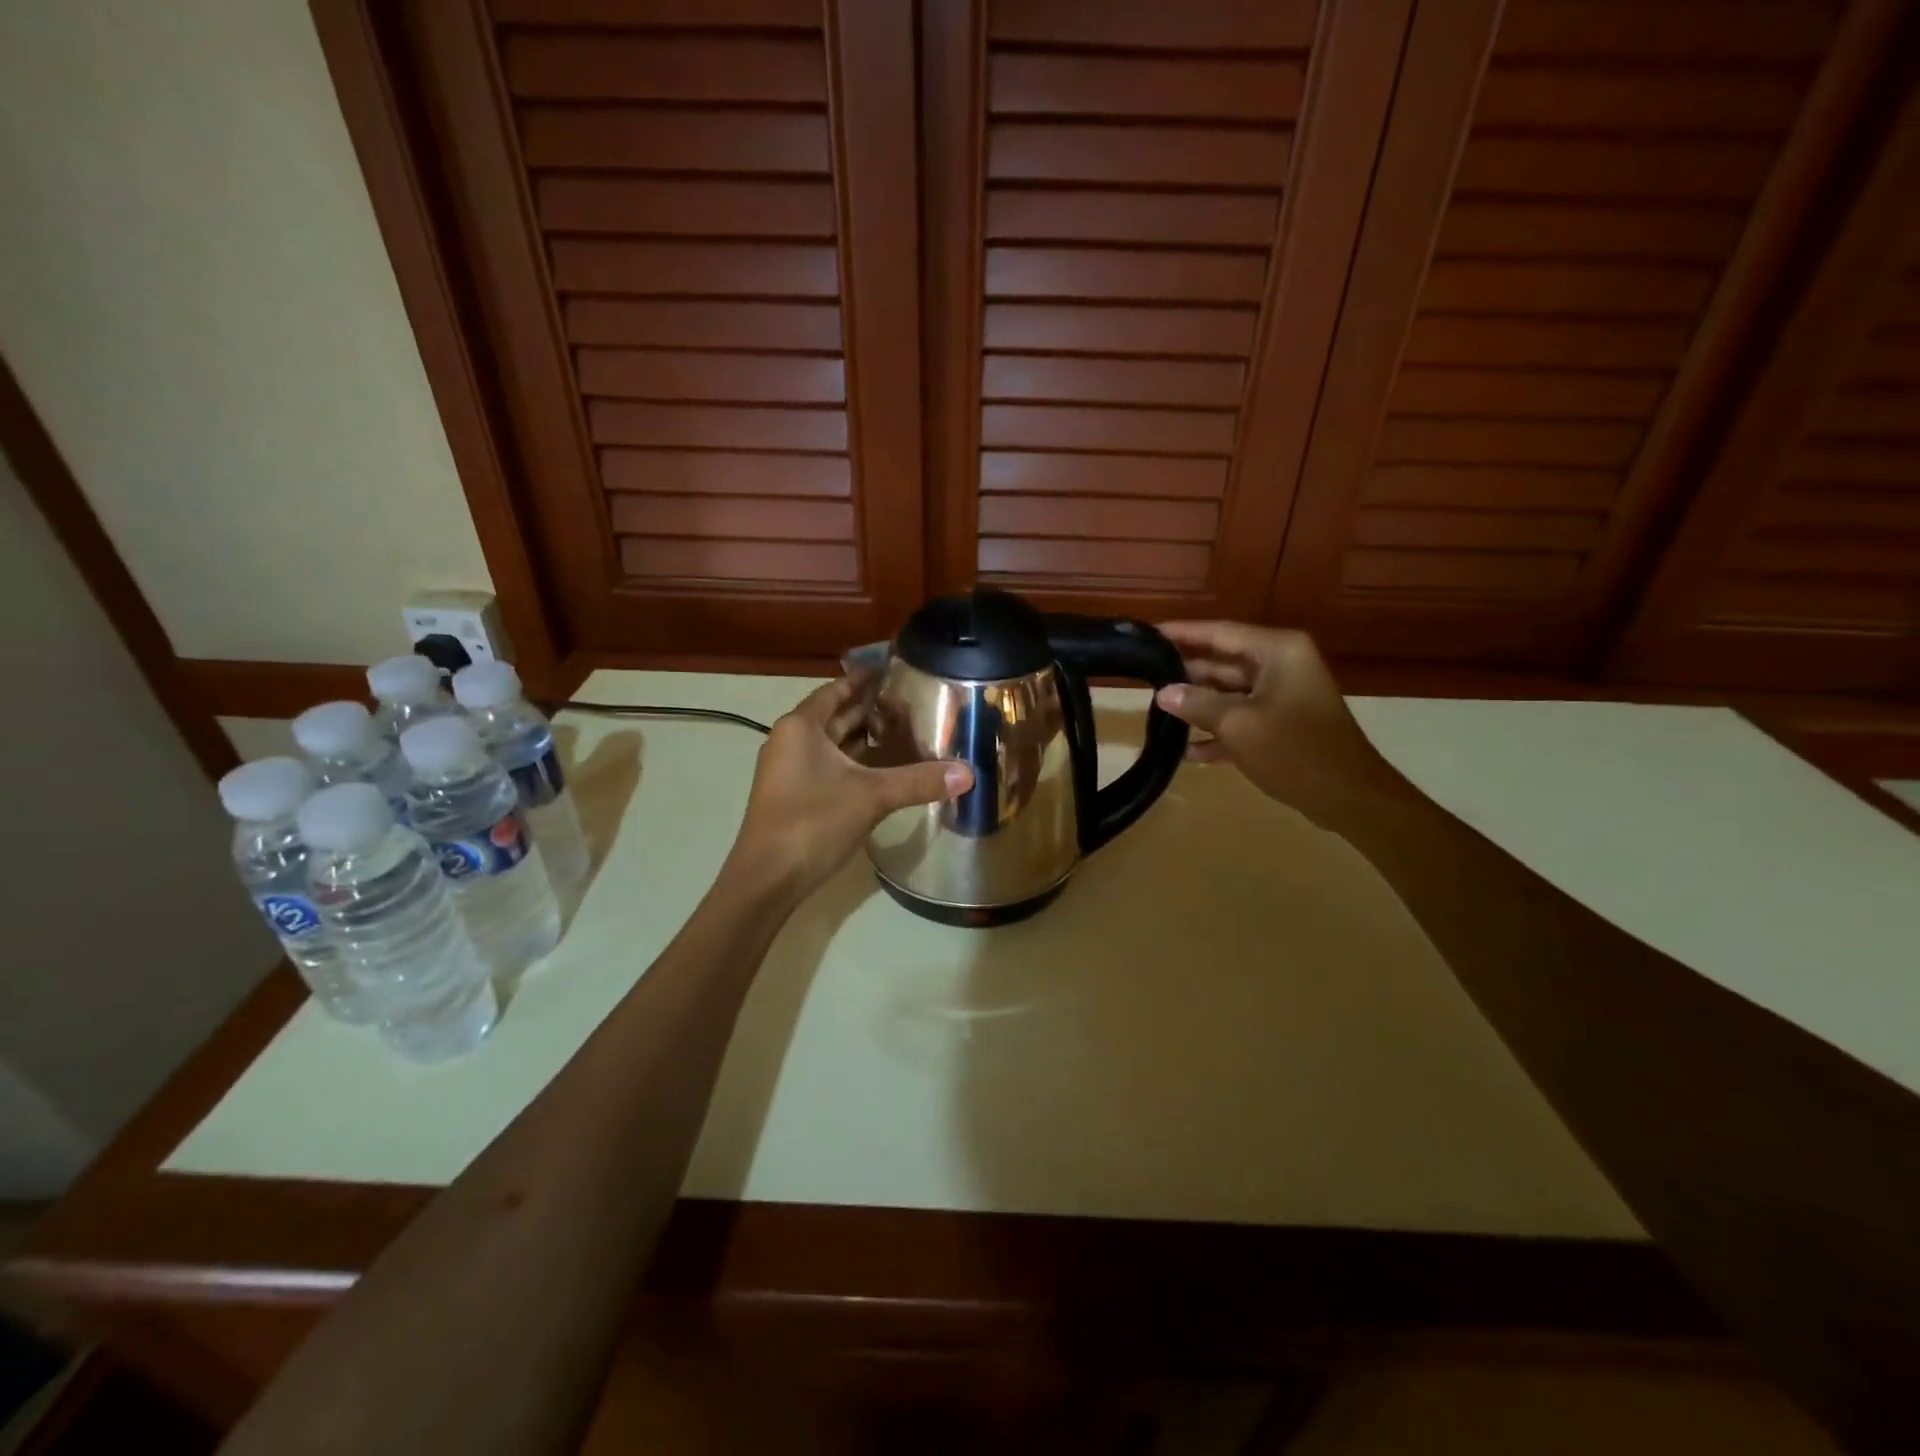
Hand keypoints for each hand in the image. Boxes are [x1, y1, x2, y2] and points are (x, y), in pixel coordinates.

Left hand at [727, 676, 972, 900]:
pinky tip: (885, 771)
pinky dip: (856, 763)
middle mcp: (791, 741)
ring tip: (906, 732)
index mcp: (801, 727)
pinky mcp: (795, 796)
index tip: (895, 670)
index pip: (837, 689)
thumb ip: (919, 780)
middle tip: (913, 704)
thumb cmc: (813, 822)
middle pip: (835, 716)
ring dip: (864, 739)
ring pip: (833, 744)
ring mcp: (790, 771)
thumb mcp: (872, 796)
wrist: (767, 879)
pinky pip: (830, 767)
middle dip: (871, 710)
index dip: (865, 679)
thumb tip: (968, 773)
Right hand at [1153, 622, 1402, 826]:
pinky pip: (1242, 719)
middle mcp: (1281, 666)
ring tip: (1156, 711)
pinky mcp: (1282, 724)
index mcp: (1277, 652)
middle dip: (1185, 673)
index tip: (1147, 634)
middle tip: (1143, 675)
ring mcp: (1283, 696)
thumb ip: (1197, 704)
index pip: (1220, 632)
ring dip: (1197, 705)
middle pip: (1222, 662)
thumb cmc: (1295, 751)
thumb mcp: (1238, 725)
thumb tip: (1163, 692)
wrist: (1349, 797)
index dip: (1182, 633)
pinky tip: (1188, 751)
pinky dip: (1218, 732)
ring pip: (1229, 693)